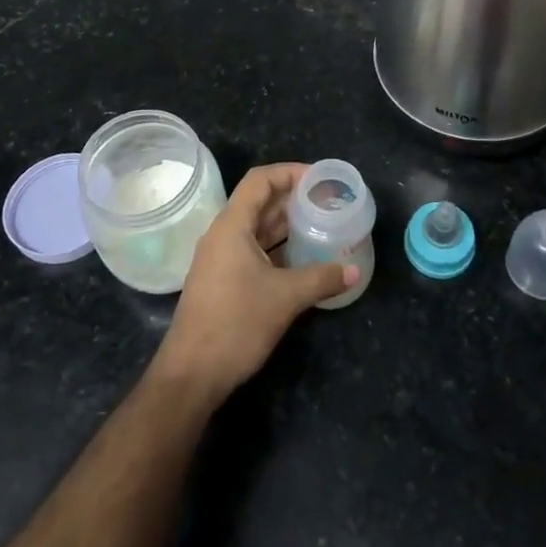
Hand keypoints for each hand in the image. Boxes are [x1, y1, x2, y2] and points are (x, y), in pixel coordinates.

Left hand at [151, 163, 354, 403]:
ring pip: (256, 228)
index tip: (319, 179)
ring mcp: (219, 259)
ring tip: (320, 224)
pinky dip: (277, 248)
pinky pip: (252, 250)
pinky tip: (302, 258)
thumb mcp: (285, 298)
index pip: (259, 180)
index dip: (289, 172)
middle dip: (292, 198)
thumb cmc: (236, 324)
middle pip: (259, 202)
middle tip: (327, 201)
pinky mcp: (222, 281)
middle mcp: (222, 235)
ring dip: (286, 224)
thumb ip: (321, 278)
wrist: (192, 374)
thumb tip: (353, 270)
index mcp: (231, 226)